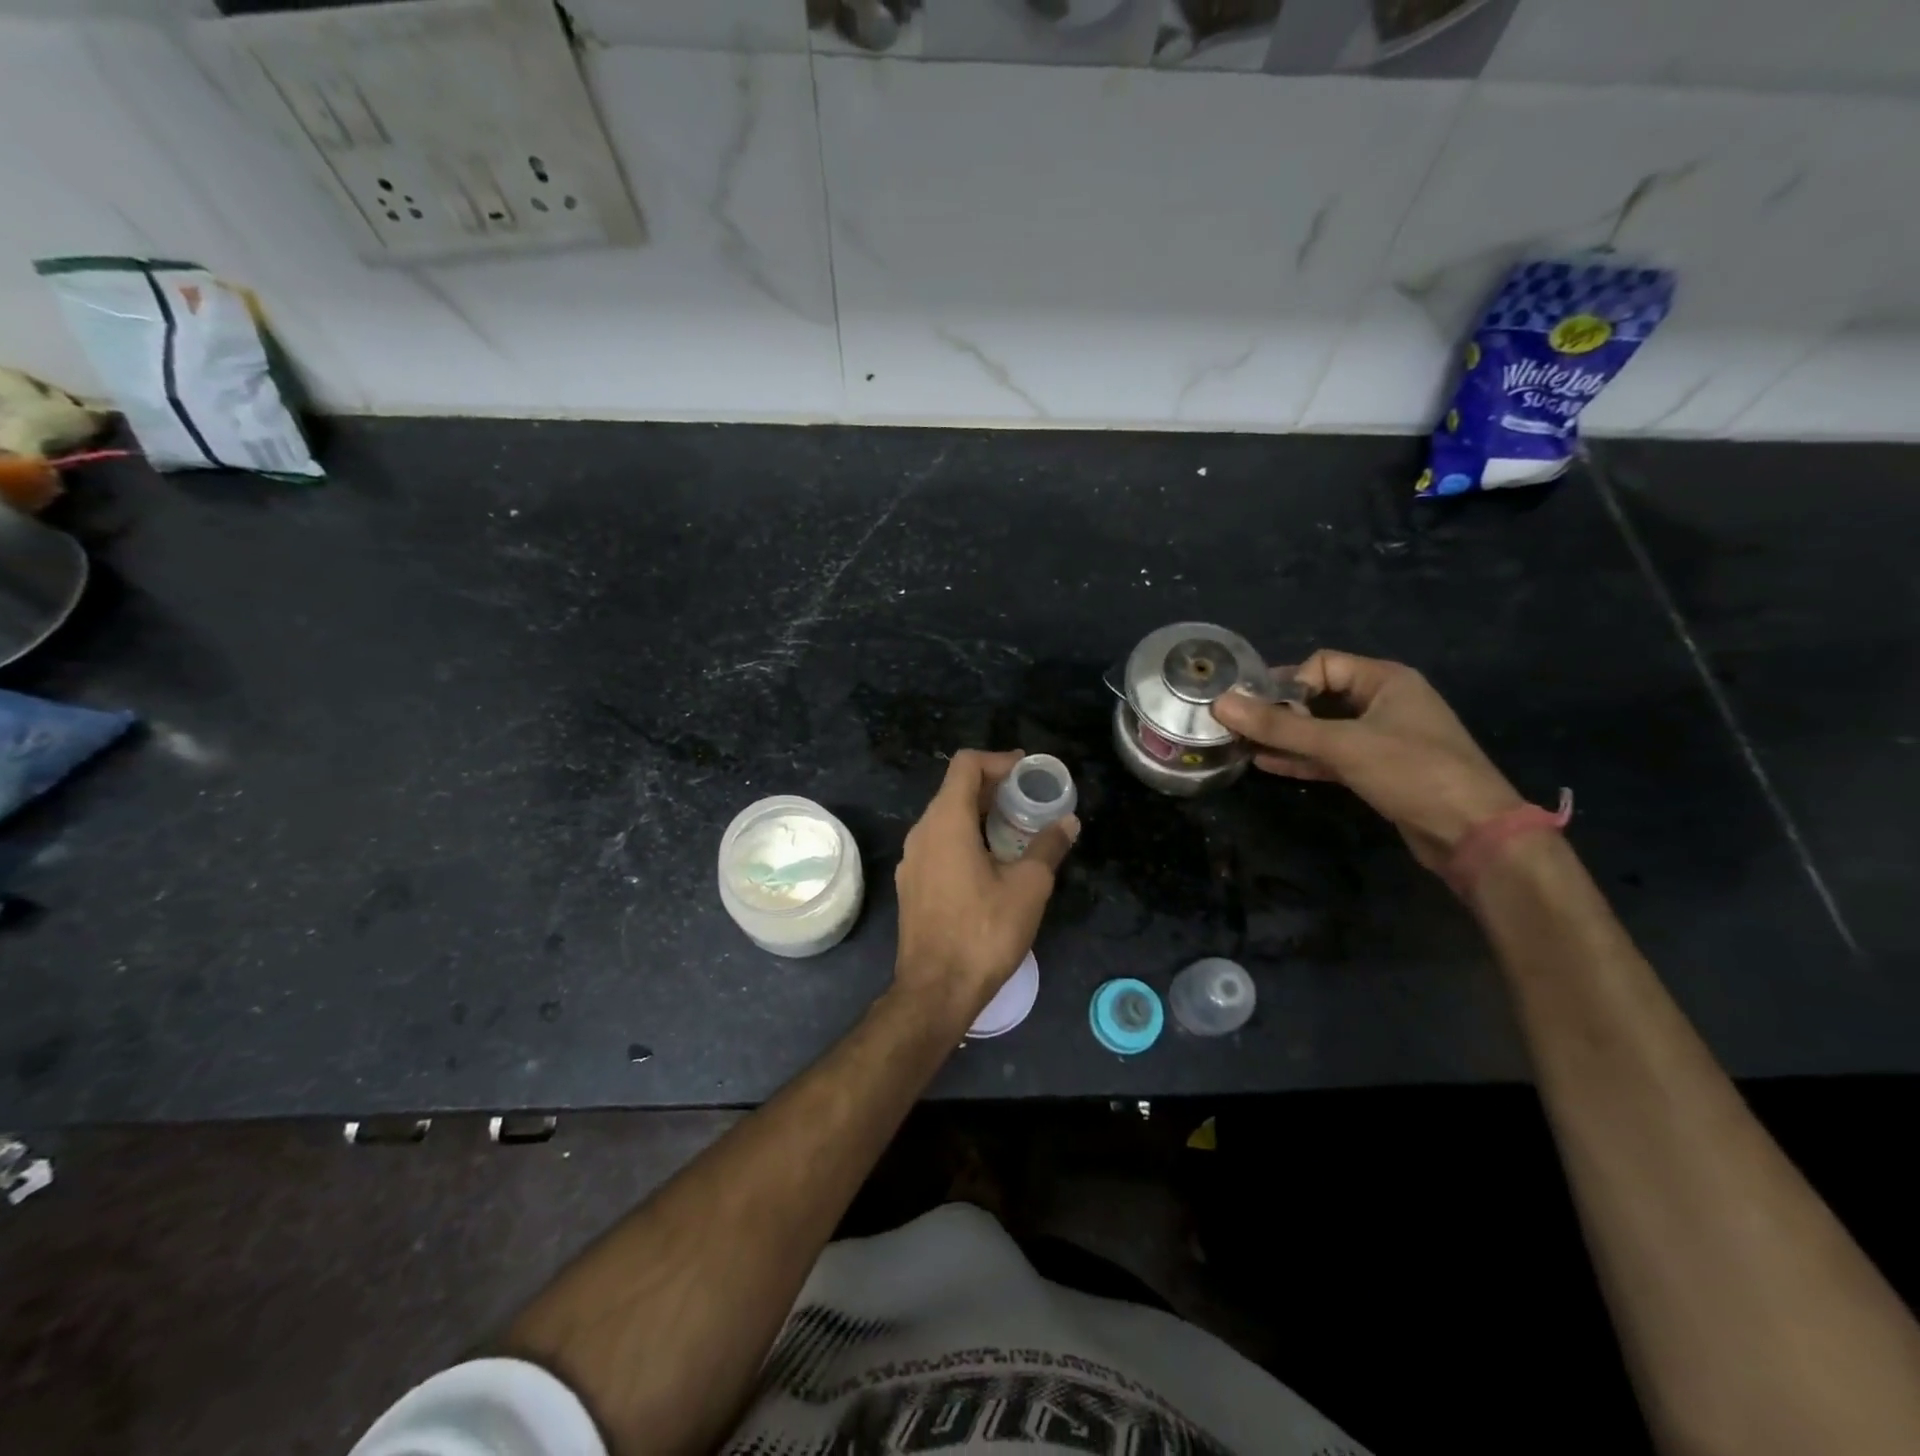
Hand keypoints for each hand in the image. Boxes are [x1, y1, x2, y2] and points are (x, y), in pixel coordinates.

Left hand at [893, 750, 1078, 1025]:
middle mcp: (922, 833)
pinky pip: (939, 844)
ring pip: (946, 819)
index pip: (966, 765)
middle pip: (955, 790)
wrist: (935, 990)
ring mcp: (912, 860)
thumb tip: (1068, 822)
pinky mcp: (912, 885)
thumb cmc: (984, 932)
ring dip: (980, 815)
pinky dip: (966, 838)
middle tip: (1030, 799)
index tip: (1028, 772)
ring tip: (1017, 830)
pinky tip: (992, 863)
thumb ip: (1048, 847)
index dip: (999, 760)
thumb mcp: (1028, 887)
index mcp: (946, 822)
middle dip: (994, 788)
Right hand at [1211, 650, 1522, 874]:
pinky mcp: (1378, 771)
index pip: (1321, 665)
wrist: (1473, 833)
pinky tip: (1266, 764)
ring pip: (1323, 730)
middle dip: (1280, 711)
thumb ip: (1279, 727)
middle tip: (1239, 726)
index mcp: (1386, 680)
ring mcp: (1382, 738)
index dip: (1288, 683)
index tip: (1259, 710)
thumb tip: (1221, 704)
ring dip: (1286, 738)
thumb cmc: (1411, 772)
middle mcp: (1384, 702)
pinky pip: (1331, 756)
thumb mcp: (1341, 745)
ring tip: (1242, 745)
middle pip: (1320, 696)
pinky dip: (1302, 759)